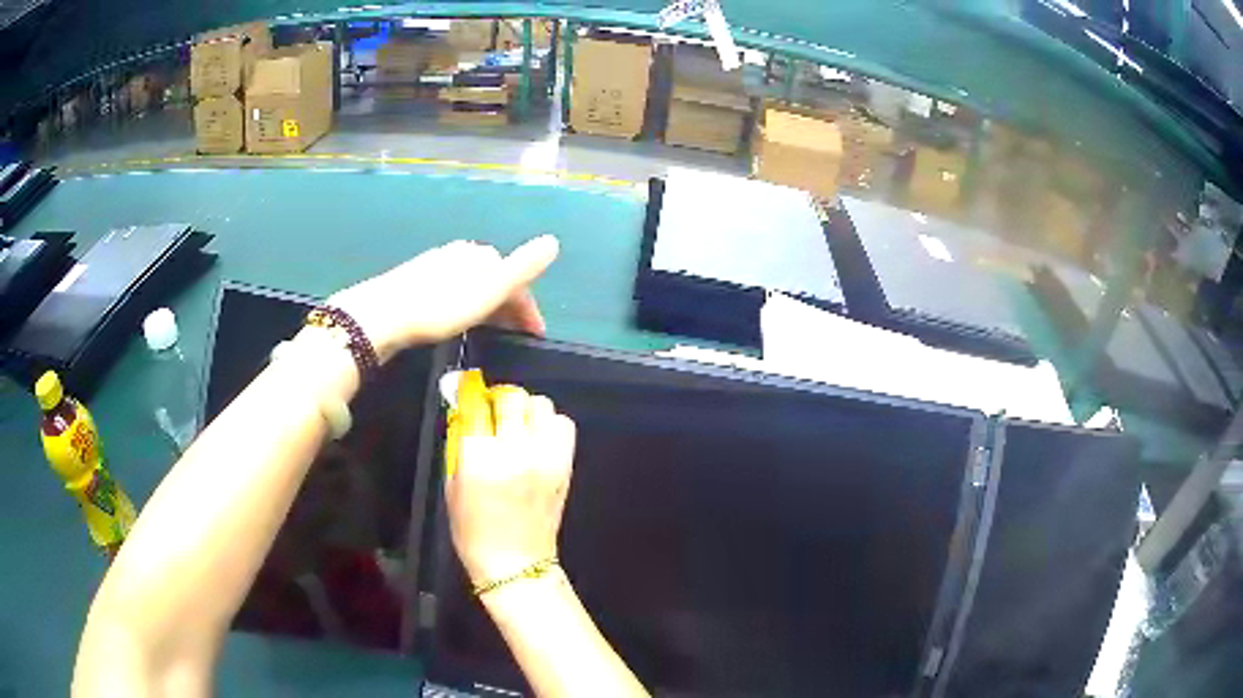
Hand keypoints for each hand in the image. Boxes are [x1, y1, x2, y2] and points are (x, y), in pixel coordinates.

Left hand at [328, 236, 558, 361]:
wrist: (385, 314)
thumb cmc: (441, 307)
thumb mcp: (489, 292)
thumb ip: (522, 268)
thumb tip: (554, 241)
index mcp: (485, 255)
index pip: (518, 281)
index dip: (529, 309)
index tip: (534, 337)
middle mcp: (464, 253)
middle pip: (496, 280)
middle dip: (509, 308)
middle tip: (513, 337)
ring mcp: (440, 262)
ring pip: (475, 285)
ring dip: (488, 307)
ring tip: (489, 332)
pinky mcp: (420, 277)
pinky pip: (455, 289)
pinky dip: (465, 304)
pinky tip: (457, 318)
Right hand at [447, 386, 576, 585]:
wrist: (515, 563)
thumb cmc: (473, 530)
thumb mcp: (452, 485)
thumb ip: (460, 444)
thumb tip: (465, 410)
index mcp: (480, 457)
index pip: (477, 406)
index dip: (472, 399)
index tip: (470, 402)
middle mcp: (515, 449)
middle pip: (513, 397)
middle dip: (500, 402)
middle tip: (495, 416)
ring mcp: (545, 456)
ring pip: (541, 405)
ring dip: (527, 411)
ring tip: (519, 429)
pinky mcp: (565, 464)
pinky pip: (563, 424)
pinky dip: (550, 425)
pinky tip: (538, 440)